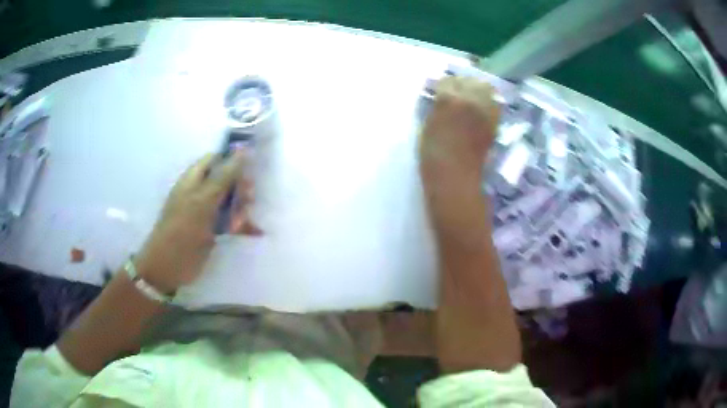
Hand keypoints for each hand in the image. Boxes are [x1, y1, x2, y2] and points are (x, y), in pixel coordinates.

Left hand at [135, 151, 260, 293]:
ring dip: (242, 208)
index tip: (251, 169)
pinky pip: (232, 221)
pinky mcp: (213, 230)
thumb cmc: (182, 230)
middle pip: (227, 180)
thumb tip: (243, 150)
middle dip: (240, 187)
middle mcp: (201, 192)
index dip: (234, 160)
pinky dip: (243, 225)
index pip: (217, 159)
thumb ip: (223, 176)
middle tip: (248, 200)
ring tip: (244, 222)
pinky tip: (255, 232)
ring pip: (231, 201)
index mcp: (194, 179)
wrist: (169, 268)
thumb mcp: (203, 201)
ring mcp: (207, 212)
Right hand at [419, 76, 499, 187]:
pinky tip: (481, 109)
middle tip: (456, 92)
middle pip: (469, 80)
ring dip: (477, 90)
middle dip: (461, 84)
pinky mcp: (494, 122)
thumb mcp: (428, 124)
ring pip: (485, 88)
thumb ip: (437, 106)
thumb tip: (442, 97)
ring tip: (471, 98)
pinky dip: (488, 102)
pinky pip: (494, 103)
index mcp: (449, 99)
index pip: (447, 81)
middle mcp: (471, 100)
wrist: (455, 177)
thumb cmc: (433, 153)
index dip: (443, 85)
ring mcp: (485, 111)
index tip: (440, 90)